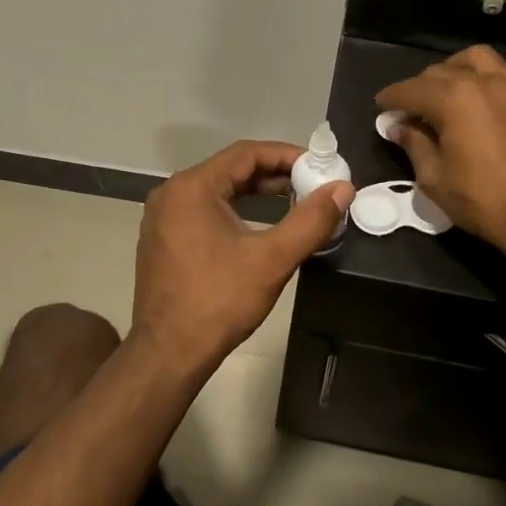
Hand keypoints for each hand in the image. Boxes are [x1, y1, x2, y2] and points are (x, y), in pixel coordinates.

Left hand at [132, 140, 354, 372]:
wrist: (168, 353)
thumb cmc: (219, 302)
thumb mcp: (272, 259)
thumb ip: (310, 220)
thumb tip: (343, 189)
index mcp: (191, 187)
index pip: (245, 153)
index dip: (285, 155)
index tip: (318, 165)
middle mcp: (171, 193)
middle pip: (230, 169)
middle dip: (273, 174)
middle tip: (311, 184)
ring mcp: (162, 216)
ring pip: (217, 190)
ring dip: (255, 192)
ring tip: (293, 201)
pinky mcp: (162, 238)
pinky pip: (203, 209)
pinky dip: (234, 209)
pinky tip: (259, 224)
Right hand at [376, 47, 505, 261]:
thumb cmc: (485, 202)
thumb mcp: (435, 179)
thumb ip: (414, 144)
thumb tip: (400, 127)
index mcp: (454, 99)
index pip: (412, 89)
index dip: (391, 97)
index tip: (381, 105)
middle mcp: (486, 82)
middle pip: (442, 71)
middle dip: (421, 87)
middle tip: (412, 109)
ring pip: (479, 59)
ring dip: (457, 69)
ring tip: (450, 89)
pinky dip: (494, 79)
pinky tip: (490, 98)